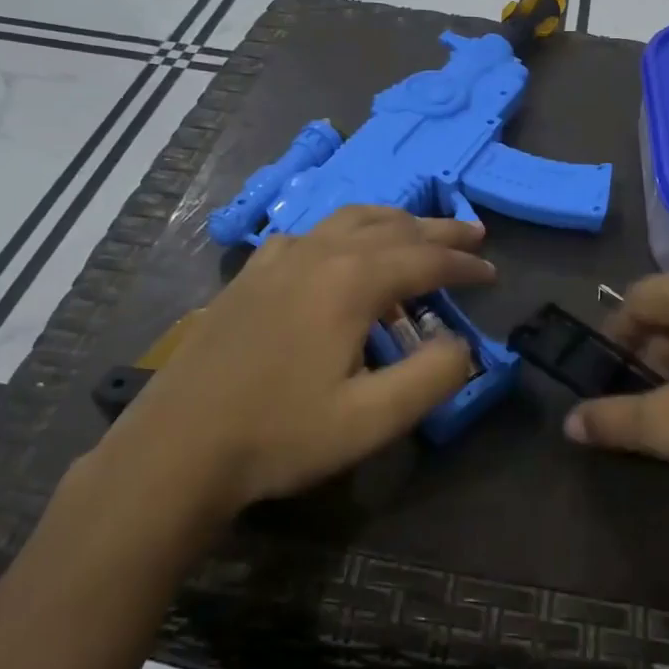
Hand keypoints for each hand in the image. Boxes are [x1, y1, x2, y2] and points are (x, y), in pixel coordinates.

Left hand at [88, 206, 493, 539]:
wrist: (176, 449)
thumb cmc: (279, 436)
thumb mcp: (372, 420)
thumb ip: (432, 376)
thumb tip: (461, 343)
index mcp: (352, 281)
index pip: (425, 258)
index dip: (464, 265)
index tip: (492, 273)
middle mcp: (319, 254)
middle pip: (392, 227)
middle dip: (438, 230)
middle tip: (473, 235)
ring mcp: (278, 259)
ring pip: (349, 219)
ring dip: (393, 221)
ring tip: (417, 230)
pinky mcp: (250, 274)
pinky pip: (309, 233)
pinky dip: (342, 231)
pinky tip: (338, 251)